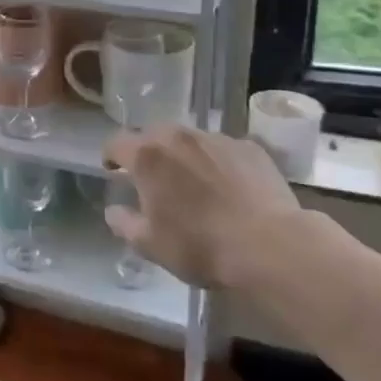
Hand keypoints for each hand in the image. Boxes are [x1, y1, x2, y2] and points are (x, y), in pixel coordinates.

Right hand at [103, 124, 314, 289]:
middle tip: (154, 179)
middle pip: (153, 135)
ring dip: (183, 155)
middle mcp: (178, 137)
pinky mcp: (249, 147)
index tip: (113, 171)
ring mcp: (217, 138)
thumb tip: (114, 210)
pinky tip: (228, 187)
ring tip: (194, 182)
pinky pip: (222, 149)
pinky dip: (217, 162)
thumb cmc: (200, 246)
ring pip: (189, 140)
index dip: (110, 156)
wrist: (270, 246)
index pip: (116, 142)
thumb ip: (123, 223)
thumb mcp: (150, 244)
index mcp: (147, 156)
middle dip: (148, 153)